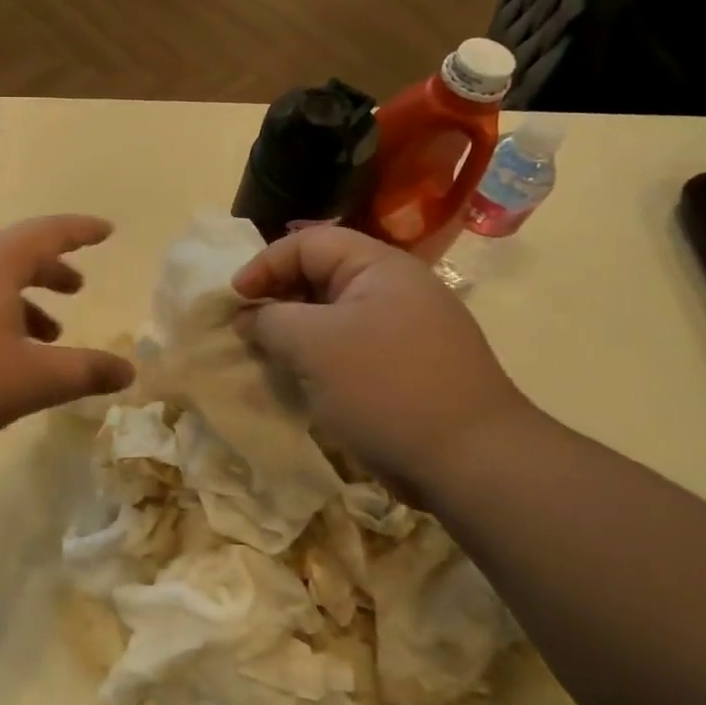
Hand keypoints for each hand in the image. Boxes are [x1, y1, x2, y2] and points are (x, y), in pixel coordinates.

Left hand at [0, 215, 135, 459]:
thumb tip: (129, 371)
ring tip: (47, 336)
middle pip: (17, 255)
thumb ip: (84, 371)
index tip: (106, 231)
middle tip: (76, 288)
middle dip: (51, 271)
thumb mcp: (32, 379)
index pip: (49, 232)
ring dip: (23, 302)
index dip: (81, 231)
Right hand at [231, 227, 534, 491]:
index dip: (264, 264)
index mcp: (379, 267)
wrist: (471, 462)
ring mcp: (406, 330)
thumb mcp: (313, 345)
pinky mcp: (407, 368)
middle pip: (322, 275)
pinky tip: (303, 381)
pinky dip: (319, 357)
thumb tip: (249, 318)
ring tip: (268, 355)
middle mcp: (396, 289)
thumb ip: (270, 321)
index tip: (234, 299)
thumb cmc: (384, 387)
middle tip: (247, 328)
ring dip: (295, 331)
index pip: (308, 242)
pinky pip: (351, 348)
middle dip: (278, 297)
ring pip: (334, 315)